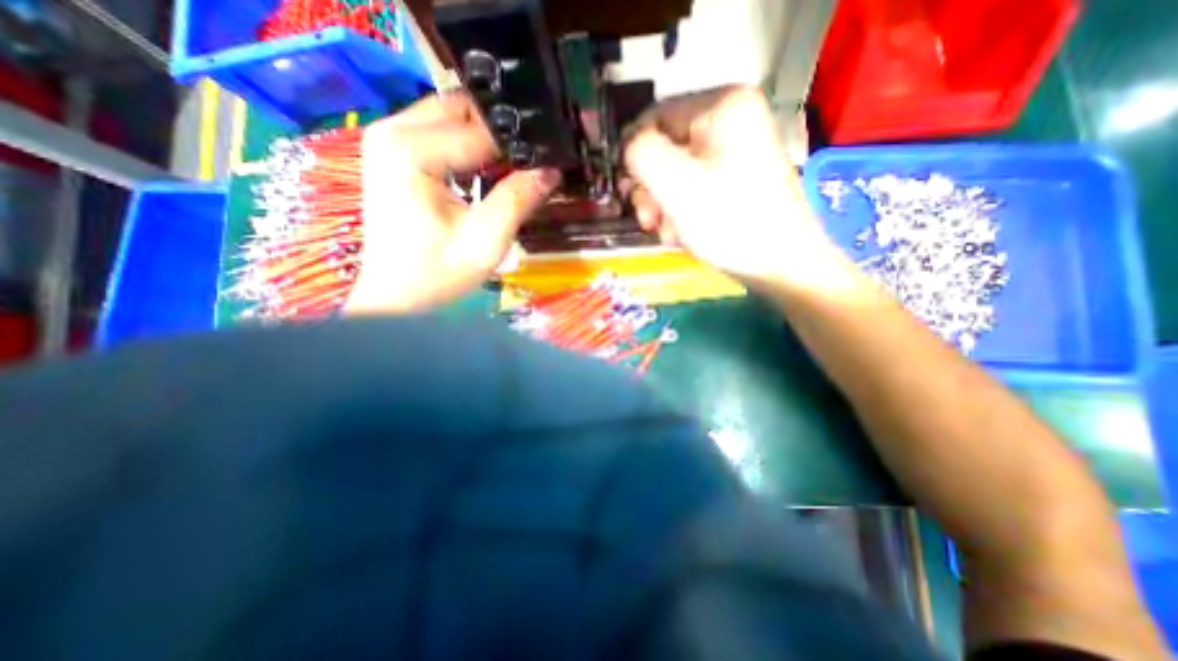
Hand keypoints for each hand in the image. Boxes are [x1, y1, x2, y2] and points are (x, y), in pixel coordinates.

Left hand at [347, 93, 558, 316]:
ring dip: (485, 139)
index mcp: (411, 150)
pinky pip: (439, 133)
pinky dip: (467, 147)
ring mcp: (388, 139)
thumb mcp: (486, 241)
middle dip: (501, 134)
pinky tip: (485, 173)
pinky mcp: (393, 154)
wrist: (396, 297)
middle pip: (462, 109)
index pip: (480, 131)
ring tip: (513, 170)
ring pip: (452, 116)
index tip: (549, 161)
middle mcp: (392, 131)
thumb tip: (551, 170)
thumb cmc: (437, 274)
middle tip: (530, 165)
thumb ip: (518, 200)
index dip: (519, 146)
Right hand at [619, 85, 852, 290]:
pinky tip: (683, 232)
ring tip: (668, 232)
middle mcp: (731, 119)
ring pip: (676, 172)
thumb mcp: (675, 185)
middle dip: (651, 188)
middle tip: (649, 220)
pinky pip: (694, 186)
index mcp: (722, 105)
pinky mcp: (735, 177)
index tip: (628, 192)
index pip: (654, 117)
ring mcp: (735, 150)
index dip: (634, 155)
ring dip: (663, 205)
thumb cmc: (730, 222)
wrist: (780, 265)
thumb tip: (628, 146)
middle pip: (666, 148)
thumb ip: (641, 154)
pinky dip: (682, 210)